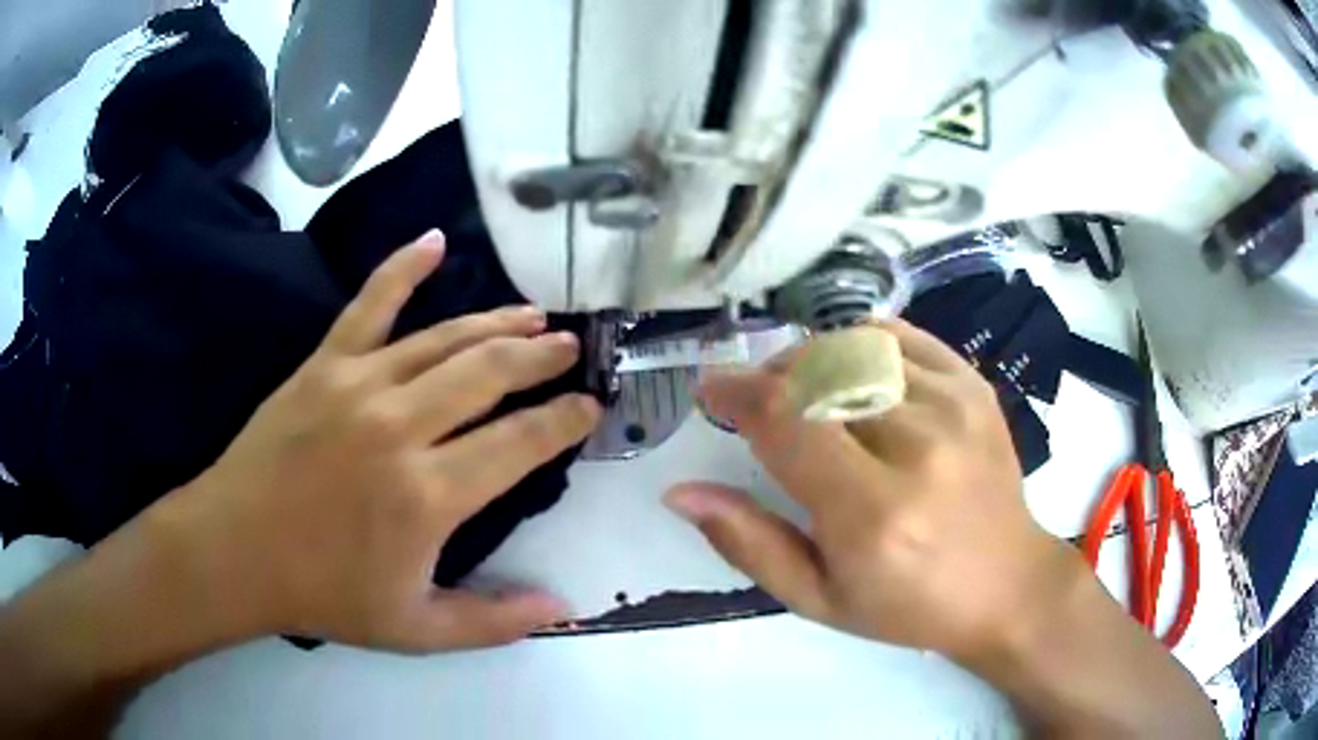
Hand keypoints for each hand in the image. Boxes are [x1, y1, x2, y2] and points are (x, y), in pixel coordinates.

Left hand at [157, 231, 600, 652]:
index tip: (589, 406)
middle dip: (540, 358)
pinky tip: (433, 241)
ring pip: (444, 338)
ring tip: (532, 315)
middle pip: (490, 374)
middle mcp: (402, 427)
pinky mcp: (323, 364)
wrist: (234, 552)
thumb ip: (494, 620)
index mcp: (429, 495)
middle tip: (570, 347)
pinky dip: (403, 267)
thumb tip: (563, 607)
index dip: (563, 421)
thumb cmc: (323, 594)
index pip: (520, 443)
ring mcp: (359, 385)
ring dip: (496, 322)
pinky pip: (369, 303)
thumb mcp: (416, 630)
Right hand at [665, 322, 1082, 664]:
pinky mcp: (974, 387)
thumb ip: (748, 543)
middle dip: (770, 378)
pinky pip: (900, 337)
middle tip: (757, 404)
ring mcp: (954, 406)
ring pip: (854, 347)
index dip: (736, 393)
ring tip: (801, 391)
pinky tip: (849, 372)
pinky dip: (859, 343)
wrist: (1006, 584)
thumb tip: (682, 493)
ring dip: (810, 361)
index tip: (712, 390)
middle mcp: (917, 446)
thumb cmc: (909, 606)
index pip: (786, 422)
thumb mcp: (818, 597)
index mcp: (872, 513)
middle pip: (818, 372)